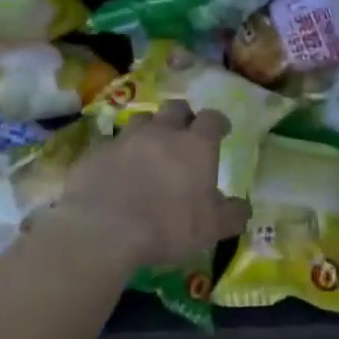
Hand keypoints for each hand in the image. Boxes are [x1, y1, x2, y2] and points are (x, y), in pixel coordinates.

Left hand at [52, 101, 250, 266]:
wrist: (103, 230)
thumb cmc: (168, 227)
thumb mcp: (211, 229)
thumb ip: (232, 215)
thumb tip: (242, 207)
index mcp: (196, 145)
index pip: (212, 119)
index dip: (218, 122)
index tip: (221, 130)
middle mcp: (162, 132)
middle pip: (175, 108)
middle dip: (183, 117)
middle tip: (185, 133)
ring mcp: (126, 138)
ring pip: (142, 119)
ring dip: (150, 128)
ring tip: (150, 147)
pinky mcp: (96, 151)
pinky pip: (112, 143)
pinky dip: (119, 151)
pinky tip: (118, 168)